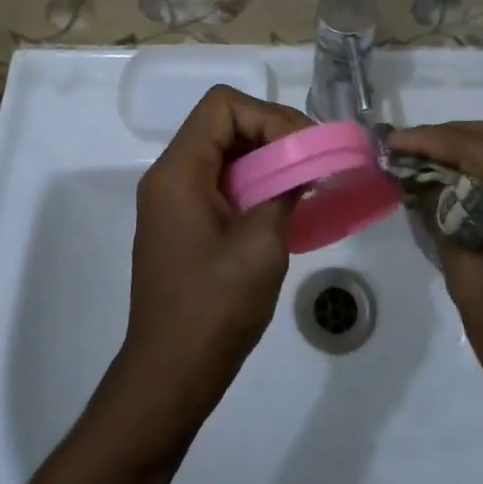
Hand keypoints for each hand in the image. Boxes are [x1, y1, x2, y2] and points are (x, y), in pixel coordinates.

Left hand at [106, 85, 310, 452]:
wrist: (170, 377)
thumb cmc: (214, 309)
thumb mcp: (262, 245)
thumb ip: (284, 192)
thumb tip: (304, 167)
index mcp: (179, 171)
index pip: (223, 106)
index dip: (268, 116)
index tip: (303, 148)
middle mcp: (170, 175)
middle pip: (223, 123)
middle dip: (272, 132)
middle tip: (313, 158)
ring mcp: (174, 200)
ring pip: (225, 151)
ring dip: (266, 157)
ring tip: (305, 178)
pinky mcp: (184, 223)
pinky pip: (221, 180)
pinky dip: (254, 182)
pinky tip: (283, 204)